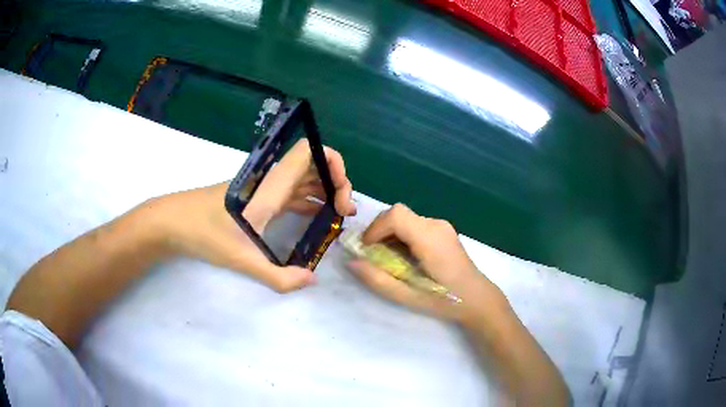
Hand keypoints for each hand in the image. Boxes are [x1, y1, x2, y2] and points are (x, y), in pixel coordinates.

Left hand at [141, 140, 355, 291]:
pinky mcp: (255, 198)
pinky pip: (289, 192)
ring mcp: (262, 188)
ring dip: (324, 191)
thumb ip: (278, 276)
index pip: (310, 152)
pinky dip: (308, 200)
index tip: (341, 193)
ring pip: (302, 178)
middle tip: (344, 210)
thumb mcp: (242, 259)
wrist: (172, 222)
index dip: (334, 162)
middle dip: (336, 182)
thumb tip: (311, 280)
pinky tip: (316, 218)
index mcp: (270, 185)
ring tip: (338, 215)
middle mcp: (269, 180)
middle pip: (313, 164)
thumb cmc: (204, 234)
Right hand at [347, 204, 507, 323]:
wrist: (478, 298)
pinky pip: (415, 225)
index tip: (367, 249)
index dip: (375, 228)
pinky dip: (402, 236)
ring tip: (388, 259)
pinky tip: (405, 257)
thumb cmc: (445, 300)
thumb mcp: (407, 296)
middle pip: (398, 214)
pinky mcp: (444, 231)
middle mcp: (436, 225)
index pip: (396, 215)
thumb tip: (352, 262)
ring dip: (390, 234)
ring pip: (406, 218)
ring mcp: (442, 226)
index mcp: (429, 238)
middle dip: (379, 231)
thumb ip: (378, 279)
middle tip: (373, 255)